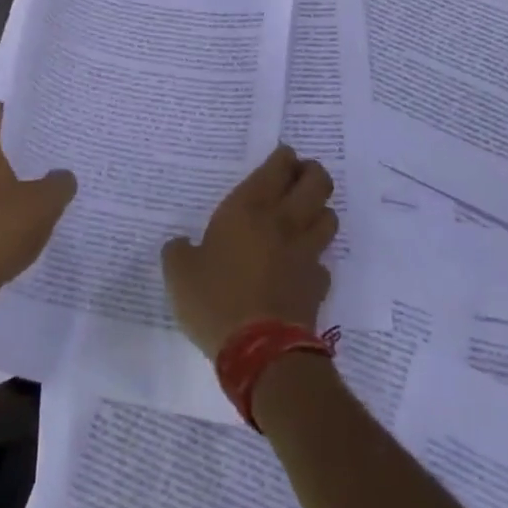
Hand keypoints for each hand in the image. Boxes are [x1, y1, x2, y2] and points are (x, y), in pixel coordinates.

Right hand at [161, 146, 336, 359]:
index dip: (284, 157)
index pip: (278, 167)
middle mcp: (283, 222)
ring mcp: (306, 253)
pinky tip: (301, 265)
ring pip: (329, 217)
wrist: (261, 351)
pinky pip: (323, 261)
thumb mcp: (179, 273)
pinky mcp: (318, 284)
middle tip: (300, 175)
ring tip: (305, 214)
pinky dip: (315, 258)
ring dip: (320, 210)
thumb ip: (178, 251)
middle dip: (312, 172)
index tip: (283, 156)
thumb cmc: (215, 299)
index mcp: (248, 209)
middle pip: (317, 182)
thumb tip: (181, 245)